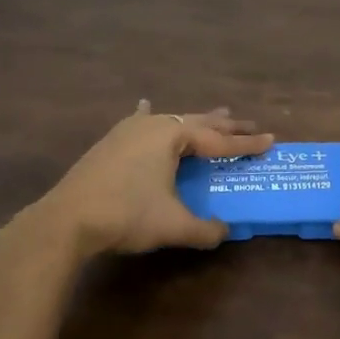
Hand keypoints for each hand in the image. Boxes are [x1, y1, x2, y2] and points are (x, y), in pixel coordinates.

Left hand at [30, 101, 274, 258]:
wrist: (67, 219)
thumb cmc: (126, 214)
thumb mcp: (173, 225)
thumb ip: (205, 229)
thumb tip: (224, 232)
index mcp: (171, 136)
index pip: (218, 140)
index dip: (246, 143)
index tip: (271, 141)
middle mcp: (151, 125)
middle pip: (197, 122)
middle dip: (225, 125)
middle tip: (249, 124)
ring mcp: (127, 131)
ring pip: (170, 120)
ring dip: (194, 121)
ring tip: (216, 114)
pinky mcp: (110, 143)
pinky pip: (140, 122)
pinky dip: (150, 116)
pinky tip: (145, 106)